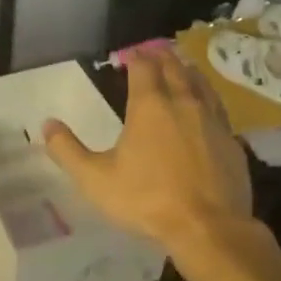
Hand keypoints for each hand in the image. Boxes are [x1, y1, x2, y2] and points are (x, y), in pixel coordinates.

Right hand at [41, 47, 251, 254]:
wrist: (209, 228)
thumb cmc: (147, 199)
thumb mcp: (96, 179)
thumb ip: (69, 151)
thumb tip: (47, 124)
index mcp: (150, 106)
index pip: (143, 67)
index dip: (135, 57)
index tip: (129, 54)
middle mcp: (183, 103)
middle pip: (174, 68)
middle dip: (162, 57)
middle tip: (155, 52)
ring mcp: (212, 121)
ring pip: (201, 84)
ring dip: (188, 72)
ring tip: (182, 68)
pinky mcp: (232, 141)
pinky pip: (219, 109)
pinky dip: (209, 99)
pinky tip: (208, 108)